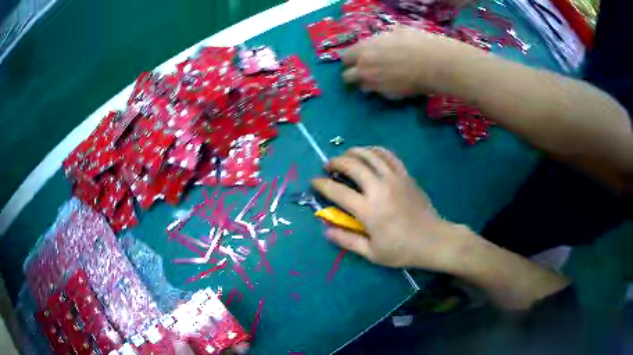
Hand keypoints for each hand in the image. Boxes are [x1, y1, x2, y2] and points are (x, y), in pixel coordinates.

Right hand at [311, 147, 474, 270]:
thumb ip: (347, 240)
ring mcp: (394, 179)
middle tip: (328, 166)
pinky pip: (388, 155)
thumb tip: (326, 230)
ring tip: (345, 157)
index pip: (337, 192)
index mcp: (368, 210)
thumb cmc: (401, 250)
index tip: (314, 181)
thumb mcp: (372, 253)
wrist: (433, 240)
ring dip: (353, 152)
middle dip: (335, 162)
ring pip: (369, 155)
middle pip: (352, 165)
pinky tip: (369, 153)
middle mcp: (379, 189)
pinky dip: (374, 150)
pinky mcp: (405, 175)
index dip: (322, 185)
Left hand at [342, 26, 471, 99]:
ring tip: (380, 79)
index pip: (345, 58)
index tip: (355, 59)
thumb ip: (383, 38)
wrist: (433, 63)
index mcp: (364, 50)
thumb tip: (384, 38)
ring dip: (368, 84)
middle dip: (352, 74)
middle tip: (362, 72)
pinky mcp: (388, 96)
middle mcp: (365, 69)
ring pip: (362, 88)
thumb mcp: (396, 32)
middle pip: (347, 77)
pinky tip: (396, 84)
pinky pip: (381, 93)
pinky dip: (384, 90)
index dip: (350, 59)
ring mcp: (376, 84)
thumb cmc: (416, 42)